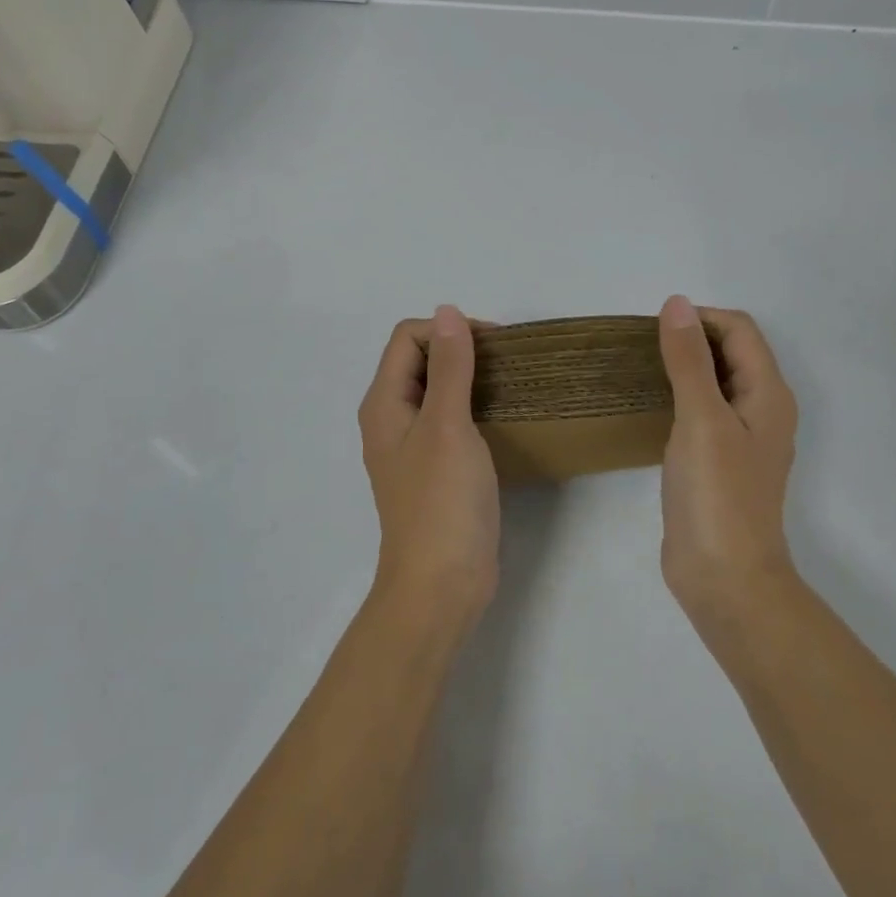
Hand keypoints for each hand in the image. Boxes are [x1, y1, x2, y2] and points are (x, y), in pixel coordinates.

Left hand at [359, 306, 500, 635]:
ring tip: (511, 383)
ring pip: (438, 390)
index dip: (447, 330)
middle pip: (420, 360)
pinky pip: (451, 419)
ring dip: (470, 377)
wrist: (442, 585)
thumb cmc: (442, 502)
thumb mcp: (448, 426)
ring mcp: (414, 445)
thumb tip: (447, 311)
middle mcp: (392, 418)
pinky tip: (503, 415)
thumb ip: (450, 367)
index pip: (407, 338)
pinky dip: (474, 406)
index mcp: (384, 403)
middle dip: (461, 349)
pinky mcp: (437, 468)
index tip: (494, 345)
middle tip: (507, 362)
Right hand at [656, 296, 799, 630]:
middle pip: (731, 352)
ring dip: (684, 367)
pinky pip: (702, 412)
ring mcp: (741, 438)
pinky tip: (651, 408)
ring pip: (715, 382)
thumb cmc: (717, 495)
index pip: (739, 329)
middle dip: (691, 339)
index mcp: (768, 393)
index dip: (700, 318)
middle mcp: (761, 409)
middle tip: (642, 348)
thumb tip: (677, 303)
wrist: (724, 578)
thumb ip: (689, 359)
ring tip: (640, 370)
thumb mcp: (702, 418)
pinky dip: (680, 397)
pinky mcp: (719, 462)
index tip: (654, 330)